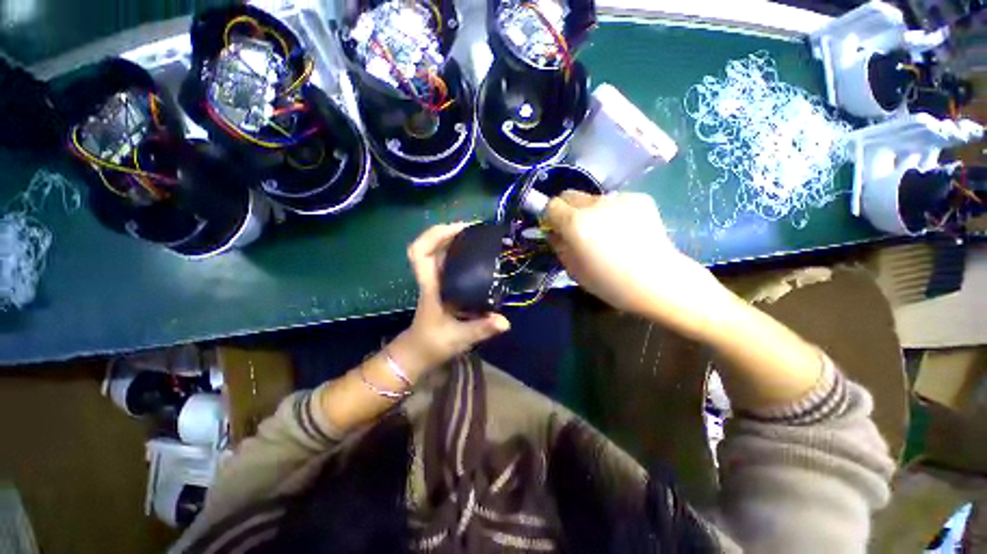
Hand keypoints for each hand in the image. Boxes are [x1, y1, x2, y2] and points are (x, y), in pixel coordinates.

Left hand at [393, 224, 510, 376]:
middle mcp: (432, 278)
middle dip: (451, 232)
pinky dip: (462, 254)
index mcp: (431, 286)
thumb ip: (481, 329)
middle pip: (431, 245)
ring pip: (441, 252)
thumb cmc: (433, 344)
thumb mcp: (458, 338)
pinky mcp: (444, 286)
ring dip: (457, 241)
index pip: (419, 253)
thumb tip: (505, 322)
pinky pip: (450, 262)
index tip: (459, 229)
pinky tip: (480, 257)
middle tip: (478, 230)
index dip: (435, 235)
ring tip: (482, 239)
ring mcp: (437, 281)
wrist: (419, 352)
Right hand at [545, 191, 734, 336]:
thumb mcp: (573, 269)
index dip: (549, 215)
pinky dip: (612, 212)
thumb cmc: (610, 283)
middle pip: (570, 195)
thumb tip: (554, 231)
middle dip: (566, 209)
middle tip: (576, 229)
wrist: (658, 282)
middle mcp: (596, 204)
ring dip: (590, 212)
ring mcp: (620, 198)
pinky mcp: (640, 198)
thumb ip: (558, 245)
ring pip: (593, 199)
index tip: (554, 227)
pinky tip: (624, 230)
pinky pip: (615, 201)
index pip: (551, 205)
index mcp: (576, 223)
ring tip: (604, 232)